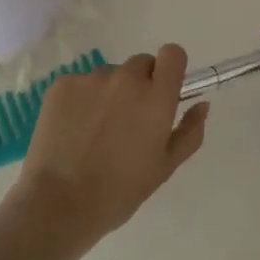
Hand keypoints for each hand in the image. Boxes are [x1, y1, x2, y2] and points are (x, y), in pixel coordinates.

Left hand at [10, 45, 208, 253]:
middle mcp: (126, 78)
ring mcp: (91, 78)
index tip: (163, 91)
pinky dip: (82, 100)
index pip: (173, 54)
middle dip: (140, 85)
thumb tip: (201, 104)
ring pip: (110, 75)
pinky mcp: (62, 84)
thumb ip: (190, 132)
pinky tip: (73, 130)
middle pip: (141, 64)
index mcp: (156, 97)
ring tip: (95, 132)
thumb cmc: (119, 192)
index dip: (170, 69)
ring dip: (109, 93)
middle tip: (128, 121)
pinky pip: (81, 83)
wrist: (58, 206)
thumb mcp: (165, 167)